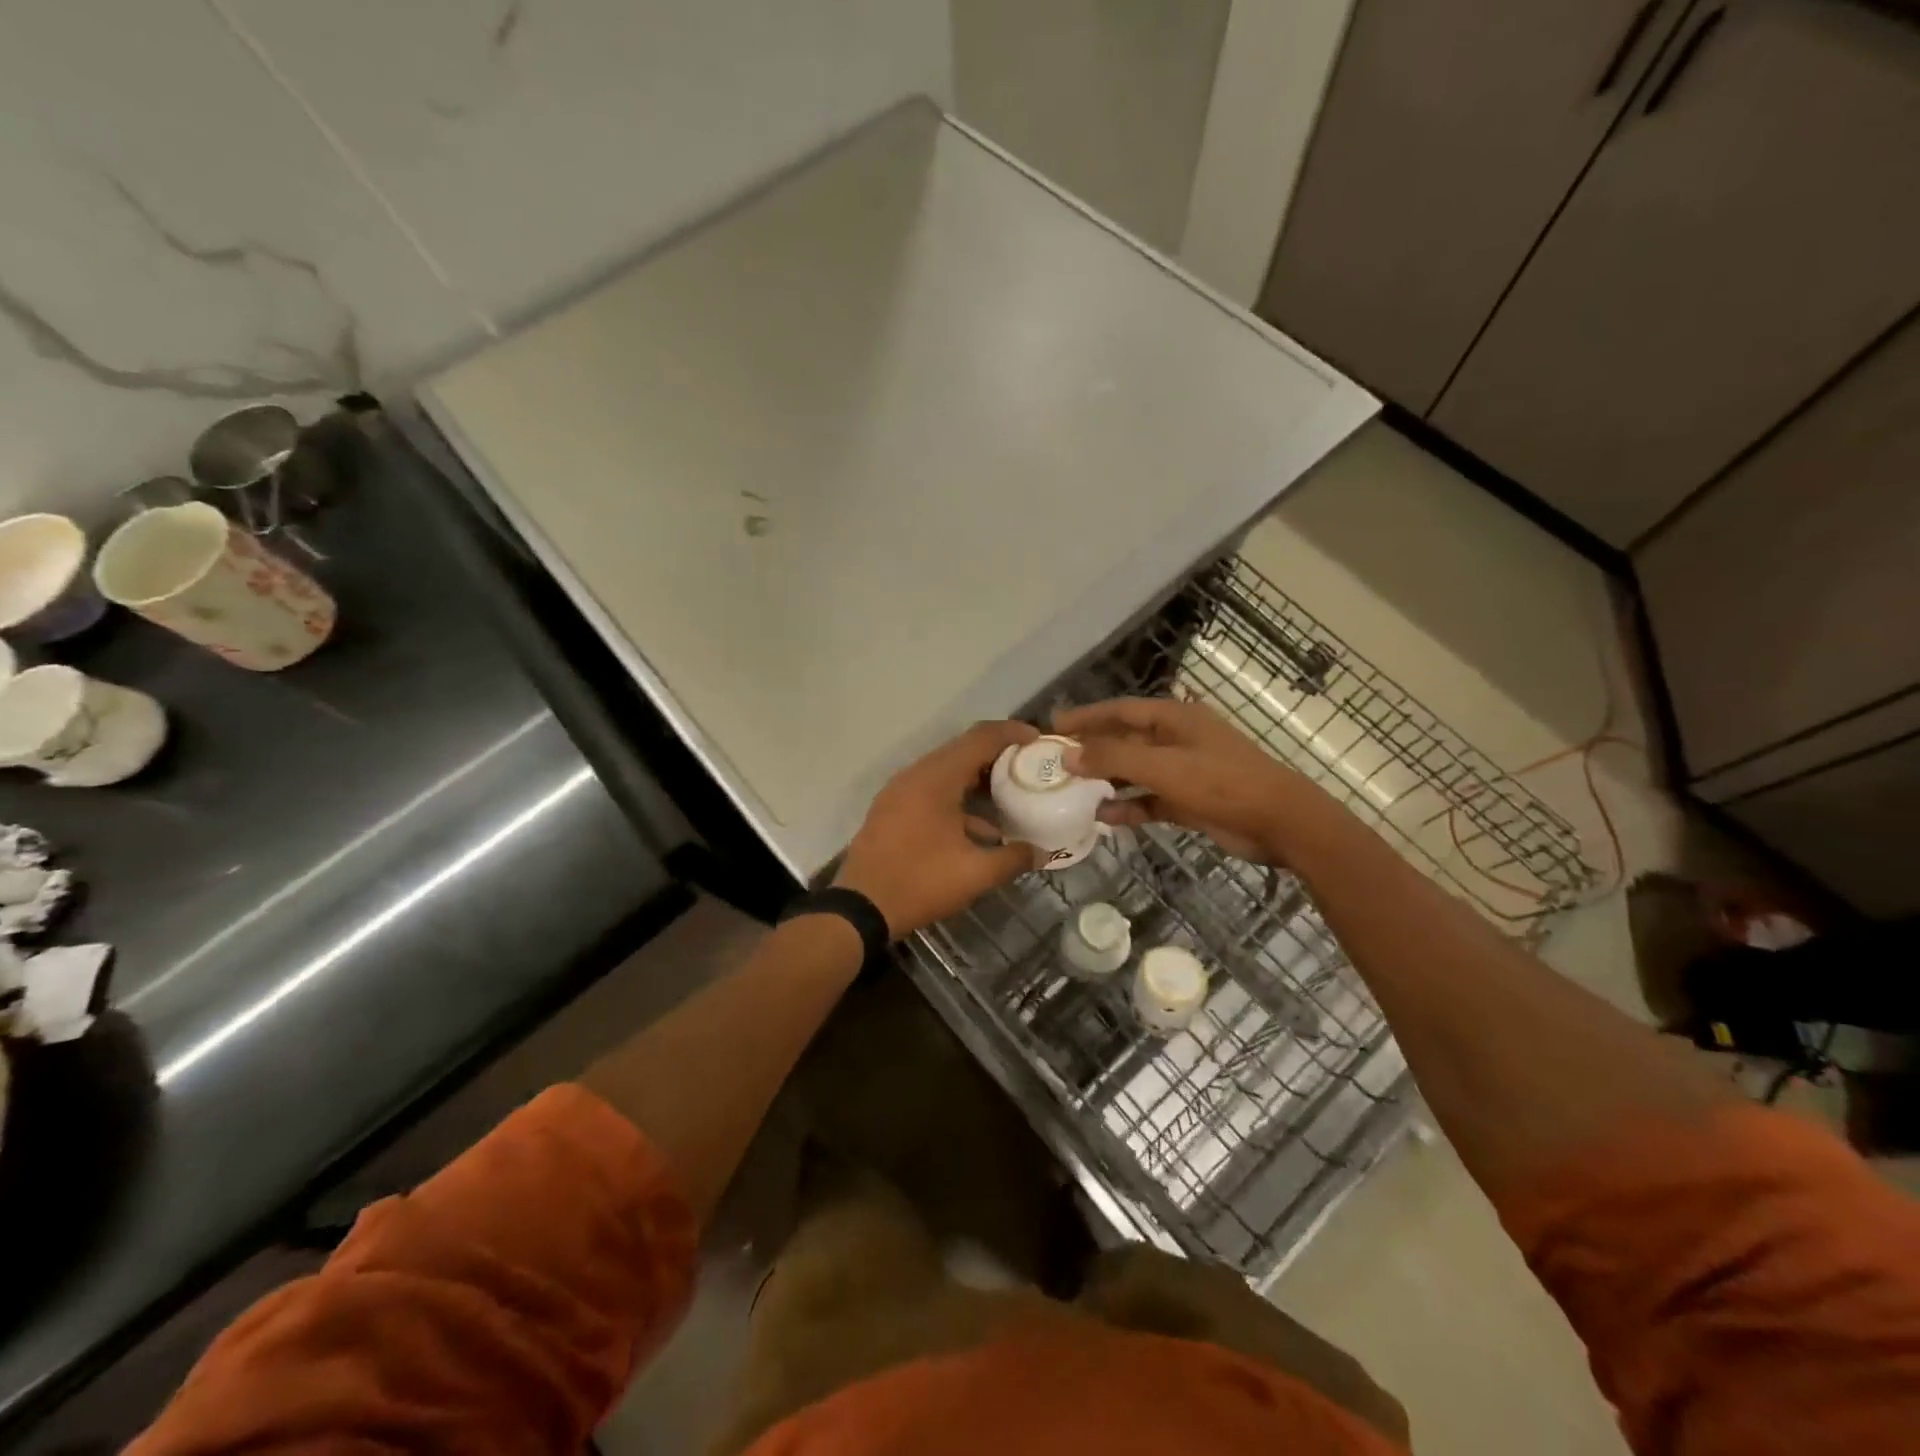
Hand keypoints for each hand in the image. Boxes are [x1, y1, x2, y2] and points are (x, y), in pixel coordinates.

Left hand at [835, 720, 1039, 937]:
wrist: (859, 908)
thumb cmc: (920, 882)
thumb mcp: (975, 874)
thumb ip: (1013, 858)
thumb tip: (1042, 853)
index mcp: (936, 778)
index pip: (980, 738)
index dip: (1012, 733)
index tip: (1039, 740)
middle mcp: (915, 775)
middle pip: (962, 751)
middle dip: (997, 756)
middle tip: (1028, 767)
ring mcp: (899, 792)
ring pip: (945, 772)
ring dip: (977, 780)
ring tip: (1008, 797)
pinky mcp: (891, 810)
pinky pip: (930, 791)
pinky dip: (957, 799)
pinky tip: (977, 829)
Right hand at [1055, 697, 1303, 863]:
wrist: (1279, 822)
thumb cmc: (1222, 783)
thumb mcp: (1163, 766)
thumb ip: (1114, 758)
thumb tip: (1068, 756)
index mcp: (1174, 718)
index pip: (1120, 710)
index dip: (1086, 717)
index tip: (1053, 726)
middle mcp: (1176, 740)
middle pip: (1125, 740)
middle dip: (1092, 751)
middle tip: (1055, 764)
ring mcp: (1184, 771)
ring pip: (1135, 772)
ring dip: (1107, 781)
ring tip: (1072, 792)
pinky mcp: (1189, 801)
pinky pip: (1149, 800)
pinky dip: (1129, 806)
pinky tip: (1104, 818)